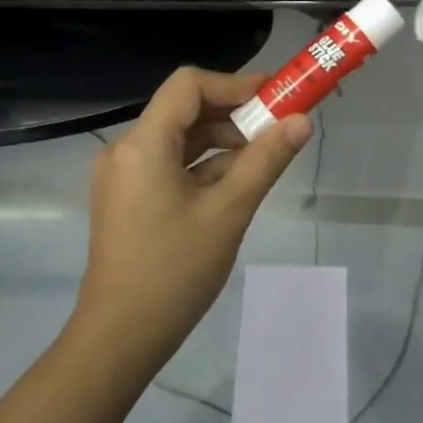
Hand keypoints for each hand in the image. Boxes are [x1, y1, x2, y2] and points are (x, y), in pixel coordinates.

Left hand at [76, 67, 310, 365]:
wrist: (120, 338)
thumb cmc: (174, 272)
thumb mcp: (228, 212)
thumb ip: (266, 160)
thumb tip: (303, 121)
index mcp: (143, 145)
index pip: (189, 86)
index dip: (235, 84)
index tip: (275, 97)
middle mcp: (126, 150)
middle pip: (184, 110)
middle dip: (234, 114)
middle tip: (279, 127)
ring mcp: (124, 176)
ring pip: (180, 140)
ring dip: (222, 142)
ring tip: (264, 158)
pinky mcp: (127, 198)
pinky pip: (170, 165)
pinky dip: (204, 166)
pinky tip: (236, 183)